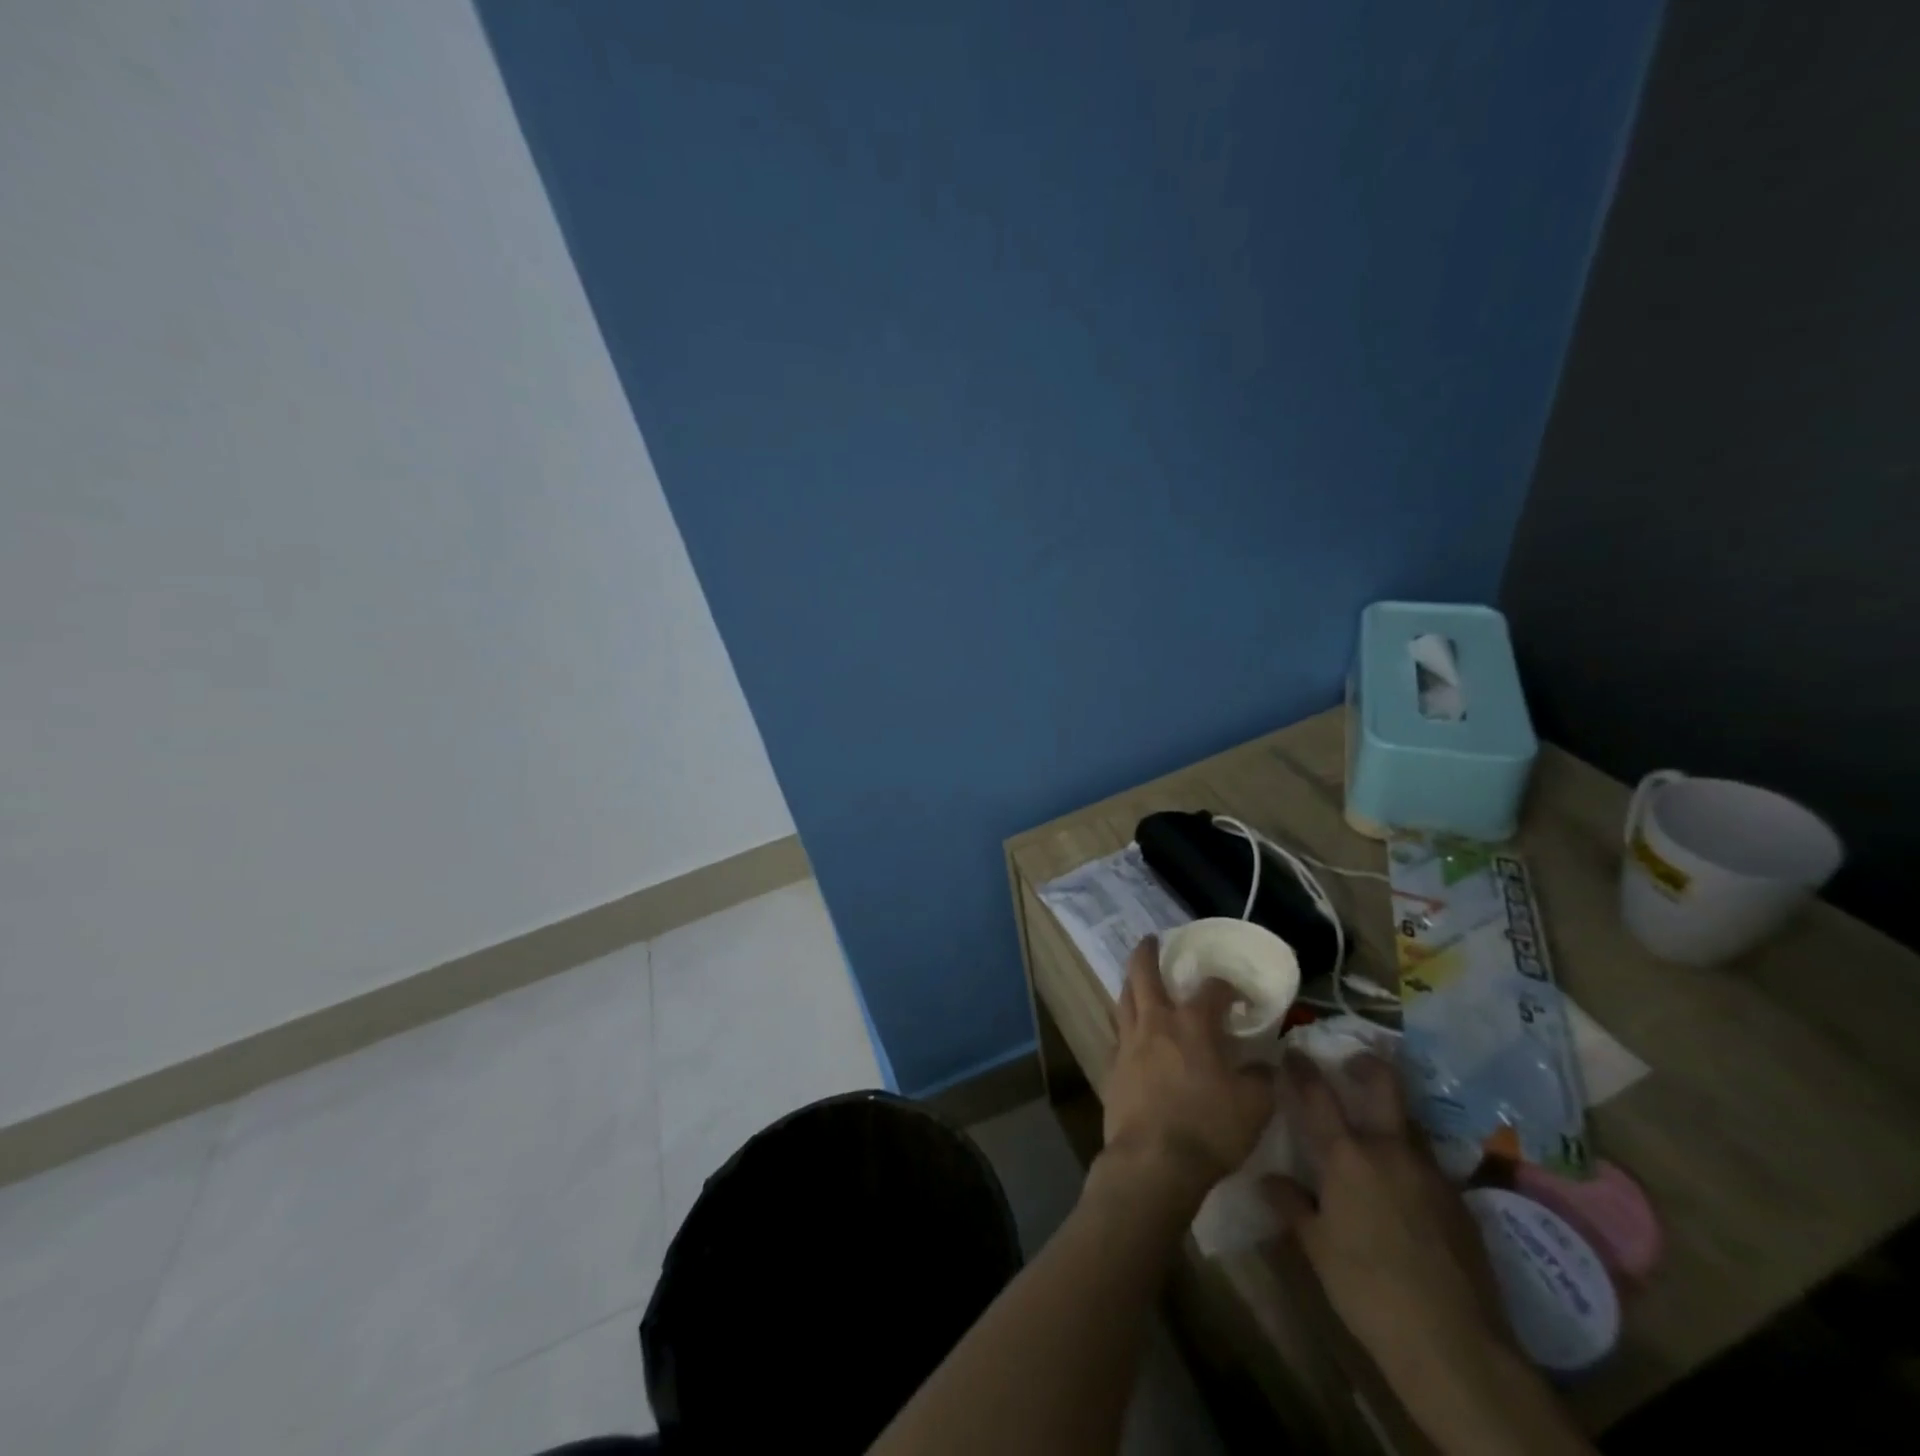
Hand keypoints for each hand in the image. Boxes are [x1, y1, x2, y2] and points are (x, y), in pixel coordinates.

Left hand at [1099, 935, 1273, 1200]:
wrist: (1153, 1161)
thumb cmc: (1209, 1129)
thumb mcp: (1255, 1107)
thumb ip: (1263, 1078)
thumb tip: (1267, 1063)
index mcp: (1193, 1024)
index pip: (1212, 988)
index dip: (1227, 987)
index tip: (1238, 997)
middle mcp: (1156, 1022)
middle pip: (1143, 973)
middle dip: (1147, 952)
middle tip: (1151, 940)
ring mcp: (1128, 1042)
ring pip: (1124, 998)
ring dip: (1131, 983)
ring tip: (1136, 979)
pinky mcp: (1112, 1066)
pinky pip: (1117, 1034)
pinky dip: (1125, 1025)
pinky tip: (1131, 1034)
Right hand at [1263, 1053, 1509, 1385]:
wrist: (1454, 1344)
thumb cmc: (1367, 1289)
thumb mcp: (1316, 1248)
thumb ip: (1292, 1205)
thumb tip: (1269, 1179)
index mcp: (1347, 1156)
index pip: (1317, 1095)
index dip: (1302, 1069)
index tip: (1293, 1051)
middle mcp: (1390, 1151)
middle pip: (1383, 1085)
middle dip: (1367, 1065)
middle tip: (1353, 1062)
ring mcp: (1431, 1174)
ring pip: (1410, 1124)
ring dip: (1392, 1116)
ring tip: (1376, 1131)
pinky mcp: (1459, 1202)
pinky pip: (1428, 1164)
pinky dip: (1410, 1161)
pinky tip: (1404, 1187)